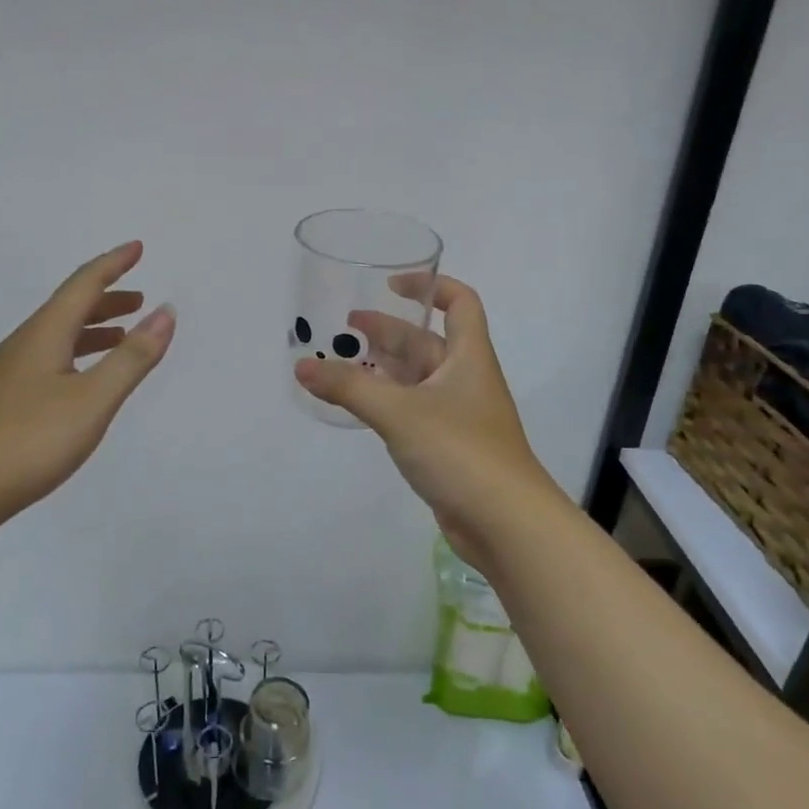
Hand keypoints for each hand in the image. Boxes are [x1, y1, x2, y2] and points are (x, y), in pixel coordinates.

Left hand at [0, 241, 174, 529]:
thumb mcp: (93, 399)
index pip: (83, 285)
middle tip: (139, 298)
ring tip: (121, 336)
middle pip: (69, 308)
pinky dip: (78, 354)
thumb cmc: (30, 439)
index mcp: (45, 334)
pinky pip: (50, 359)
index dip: (113, 264)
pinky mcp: (5, 401)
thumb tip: (165, 312)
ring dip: (93, 328)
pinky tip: (84, 380)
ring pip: (58, 336)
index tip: (137, 248)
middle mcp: (25, 344)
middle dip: (106, 298)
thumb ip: (132, 357)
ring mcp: (10, 373)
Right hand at [294, 274, 559, 570]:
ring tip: (342, 363)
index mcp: (468, 357)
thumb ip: (349, 388)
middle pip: (427, 341)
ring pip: (417, 378)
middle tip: (345, 328)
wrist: (506, 523)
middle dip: (388, 330)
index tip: (391, 285)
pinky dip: (387, 401)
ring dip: (384, 367)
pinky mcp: (448, 446)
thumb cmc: (460, 451)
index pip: (460, 302)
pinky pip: (413, 410)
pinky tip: (360, 406)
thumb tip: (301, 367)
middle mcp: (465, 379)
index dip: (430, 286)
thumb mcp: (399, 412)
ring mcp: (458, 415)